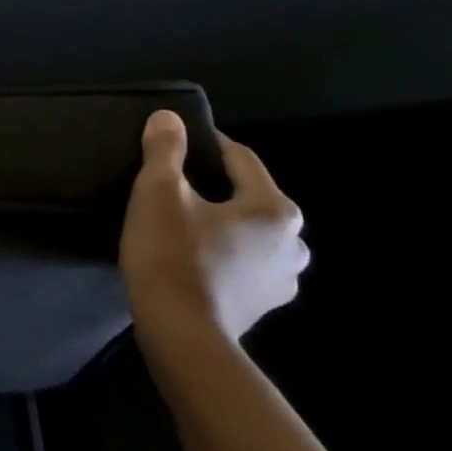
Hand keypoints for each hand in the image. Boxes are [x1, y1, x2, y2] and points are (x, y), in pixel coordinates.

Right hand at [119, 110, 308, 348]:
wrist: (180, 333)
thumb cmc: (172, 254)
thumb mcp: (158, 192)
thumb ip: (165, 150)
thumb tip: (168, 117)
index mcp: (273, 208)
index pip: (240, 158)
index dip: (206, 144)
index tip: (175, 141)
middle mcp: (294, 242)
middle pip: (248, 197)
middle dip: (215, 187)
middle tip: (172, 187)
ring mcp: (283, 279)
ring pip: (248, 233)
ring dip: (221, 224)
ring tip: (181, 224)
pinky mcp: (263, 305)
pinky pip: (243, 263)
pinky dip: (222, 254)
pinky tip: (191, 258)